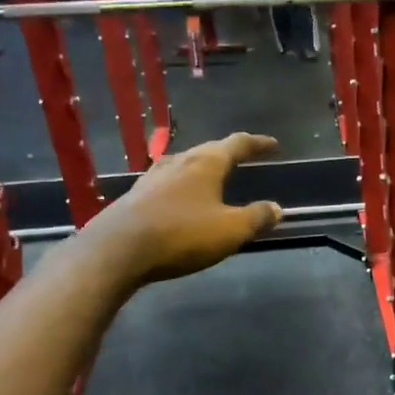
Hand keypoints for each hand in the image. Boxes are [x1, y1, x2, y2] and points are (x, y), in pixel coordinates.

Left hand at [90, 132, 283, 284]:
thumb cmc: (182, 234)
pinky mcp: (136, 195)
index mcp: (206, 163)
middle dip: (229, 154)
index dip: (258, 144)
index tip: (273, 145)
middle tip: (245, 158)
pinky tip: (183, 199)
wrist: (118, 250)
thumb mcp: (230, 230)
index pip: (238, 144)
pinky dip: (185, 186)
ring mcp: (153, 177)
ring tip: (215, 177)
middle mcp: (179, 161)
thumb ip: (256, 217)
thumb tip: (277, 208)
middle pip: (209, 150)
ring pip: (186, 165)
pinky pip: (169, 183)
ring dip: (204, 169)